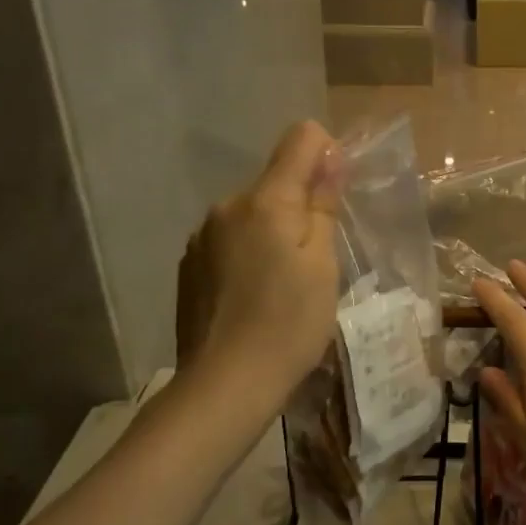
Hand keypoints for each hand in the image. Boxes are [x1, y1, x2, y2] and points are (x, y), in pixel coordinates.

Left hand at [173, 120, 340, 406]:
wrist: (226, 384)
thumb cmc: (289, 324)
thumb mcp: (323, 265)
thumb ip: (322, 206)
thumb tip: (329, 157)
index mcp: (265, 201)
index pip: (300, 140)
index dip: (326, 154)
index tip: (336, 195)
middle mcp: (226, 207)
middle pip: (275, 182)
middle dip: (299, 205)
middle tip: (317, 259)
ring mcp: (202, 237)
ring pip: (251, 215)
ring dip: (272, 232)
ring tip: (284, 284)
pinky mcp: (189, 266)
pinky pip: (229, 241)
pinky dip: (248, 255)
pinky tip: (254, 297)